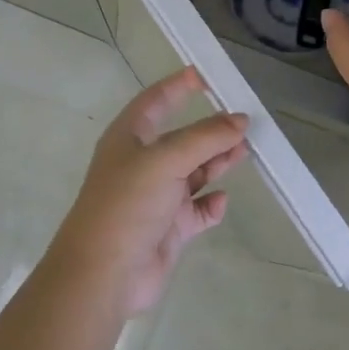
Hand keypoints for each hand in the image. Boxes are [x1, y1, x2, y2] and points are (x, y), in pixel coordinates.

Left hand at [49, 68, 249, 317]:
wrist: (103, 275)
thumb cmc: (128, 204)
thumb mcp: (166, 160)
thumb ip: (205, 137)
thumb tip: (240, 119)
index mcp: (129, 138)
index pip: (155, 101)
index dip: (178, 85)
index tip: (207, 74)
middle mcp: (141, 164)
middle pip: (181, 138)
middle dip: (211, 129)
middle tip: (245, 121)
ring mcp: (155, 198)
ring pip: (193, 172)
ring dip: (217, 162)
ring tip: (245, 151)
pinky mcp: (167, 229)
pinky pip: (196, 211)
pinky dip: (210, 204)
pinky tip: (222, 200)